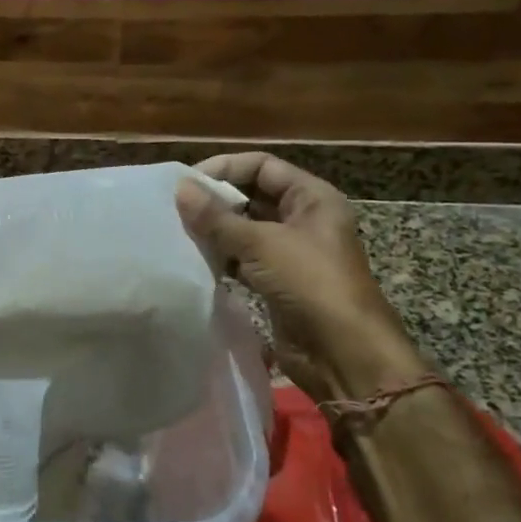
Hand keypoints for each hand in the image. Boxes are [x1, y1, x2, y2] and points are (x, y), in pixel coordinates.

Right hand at [177, 153, 423, 402]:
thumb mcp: (262, 244)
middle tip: (175, 207)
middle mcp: (303, 219)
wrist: (344, 354)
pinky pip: (243, 259)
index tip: (187, 182)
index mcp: (312, 198)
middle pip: (252, 196)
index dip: (225, 168)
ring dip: (216, 230)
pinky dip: (222, 257)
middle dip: (216, 200)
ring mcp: (291, 252)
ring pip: (245, 229)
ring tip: (179, 231)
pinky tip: (195, 259)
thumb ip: (217, 218)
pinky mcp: (279, 282)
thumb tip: (180, 189)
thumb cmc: (311, 284)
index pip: (262, 166)